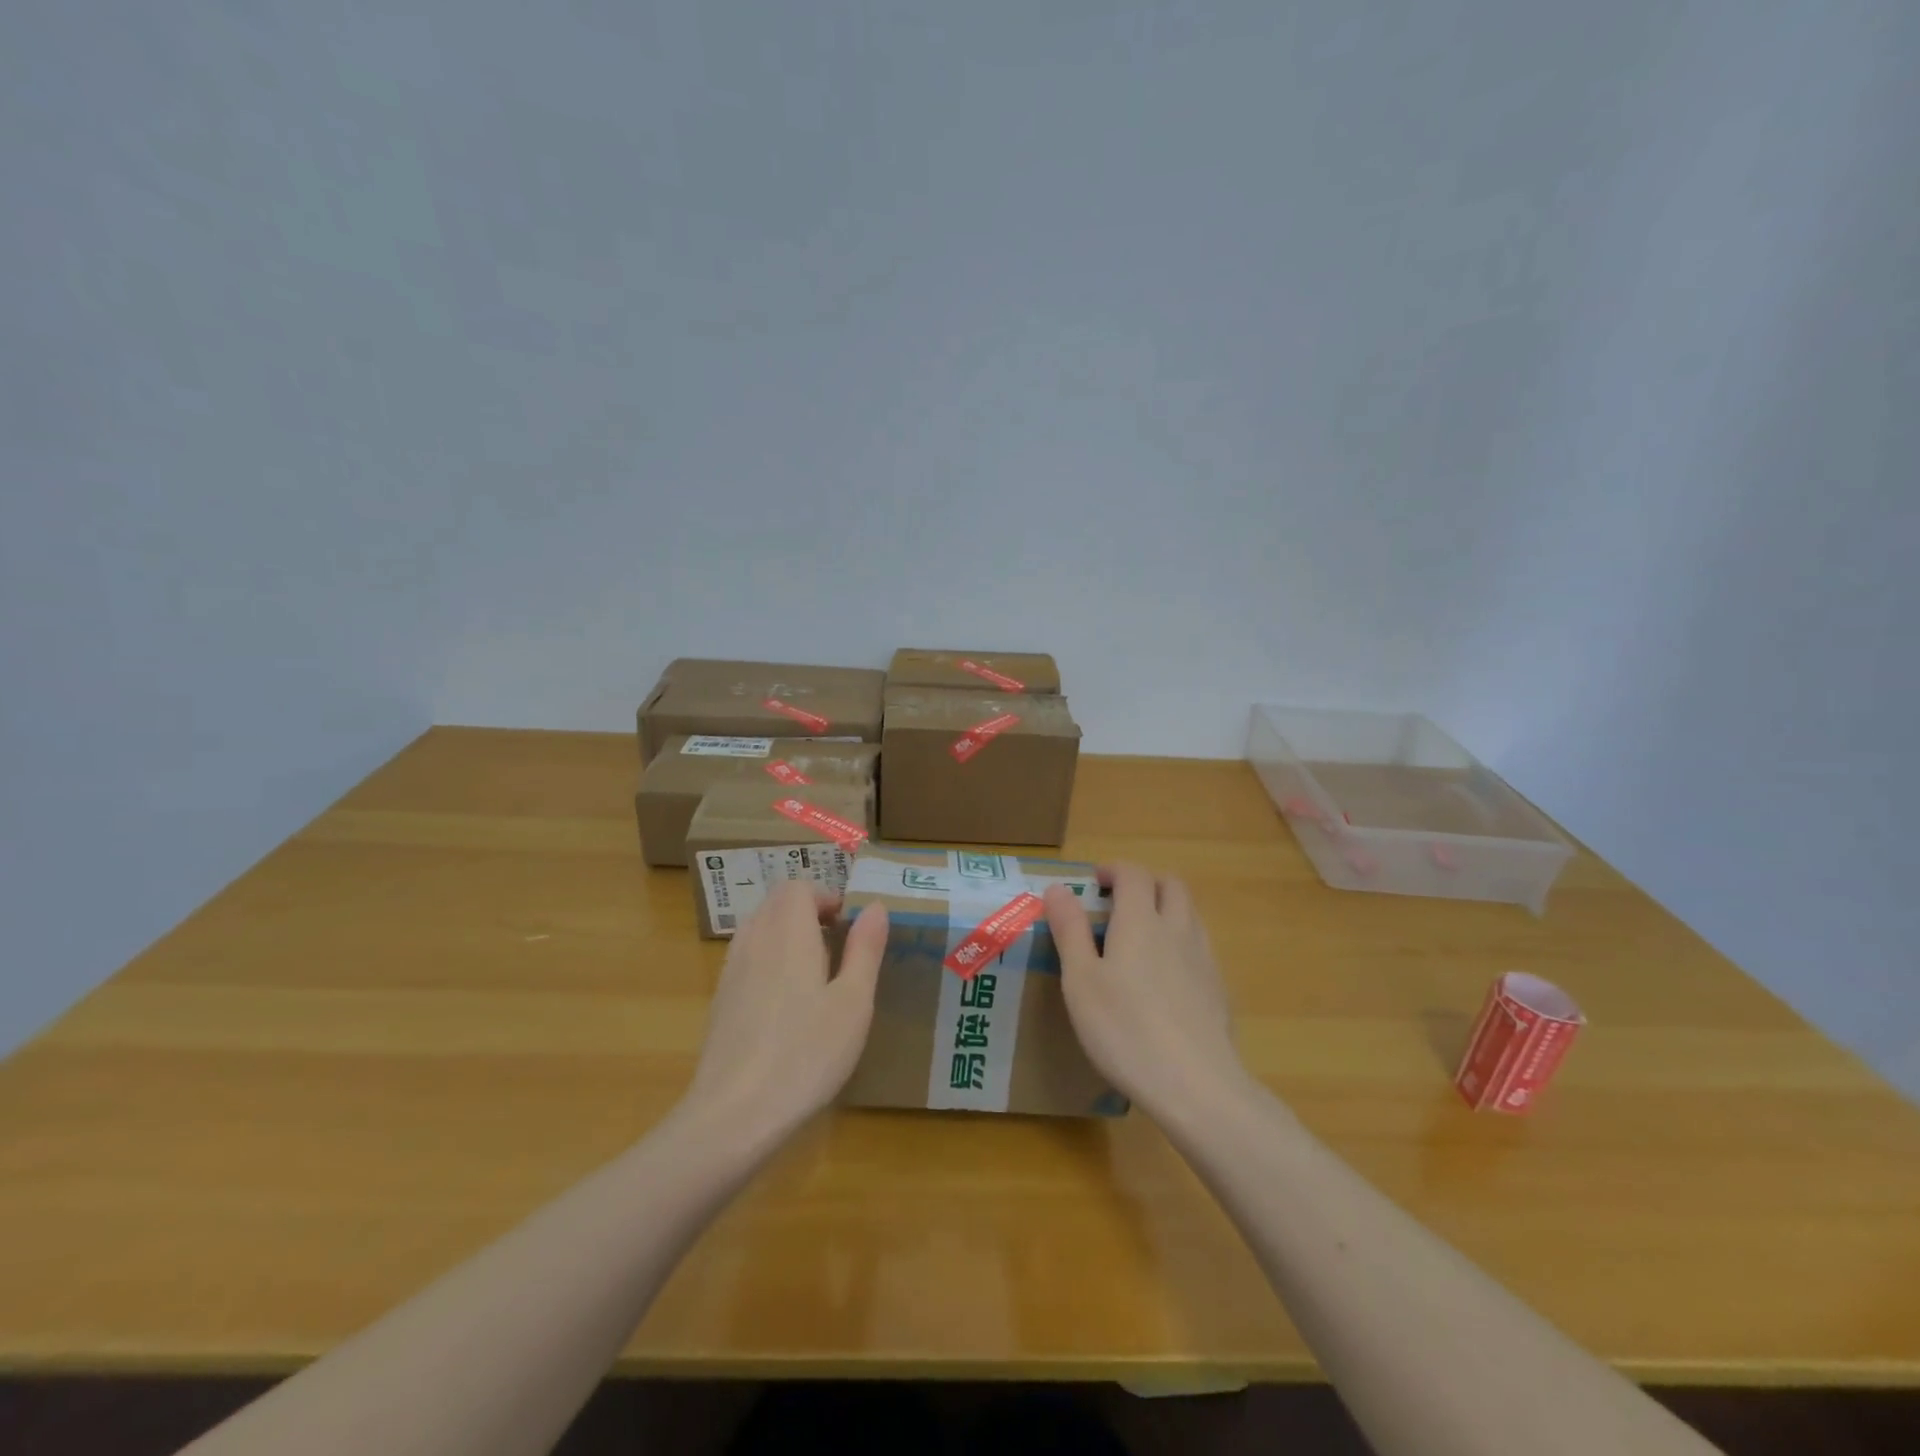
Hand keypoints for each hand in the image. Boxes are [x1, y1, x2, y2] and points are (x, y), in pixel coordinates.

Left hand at [684, 883, 888, 1140]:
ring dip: (788, 934)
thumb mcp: (853, 1002)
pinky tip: (788, 1005)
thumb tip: (874, 906)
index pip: (799, 887)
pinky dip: (770, 959)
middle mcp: (755, 939)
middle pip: (777, 902)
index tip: (851, 926)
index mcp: (788, 932)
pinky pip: (747, 957)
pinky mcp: (720, 1000)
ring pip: (760, 927)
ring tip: (817, 973)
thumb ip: (865, 948)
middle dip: (809, 911)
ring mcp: (731, 970)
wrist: (733, 1115)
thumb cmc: (806, 1054)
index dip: (827, 896)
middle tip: (840, 946)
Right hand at [1043, 864, 1244, 1118]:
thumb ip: (1070, 930)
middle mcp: (1177, 929)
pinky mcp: (1217, 989)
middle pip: (1170, 885)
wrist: (1195, 1085)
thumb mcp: (1081, 980)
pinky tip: (1164, 976)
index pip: (1134, 874)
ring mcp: (1204, 959)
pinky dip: (1180, 941)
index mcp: (1141, 921)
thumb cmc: (1125, 1029)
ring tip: (1140, 935)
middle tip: (1119, 901)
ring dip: (1165, 908)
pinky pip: (1199, 945)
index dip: (1114, 869)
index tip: (1095, 881)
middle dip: (1144, 882)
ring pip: (1189, 913)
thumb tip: (1058, 888)